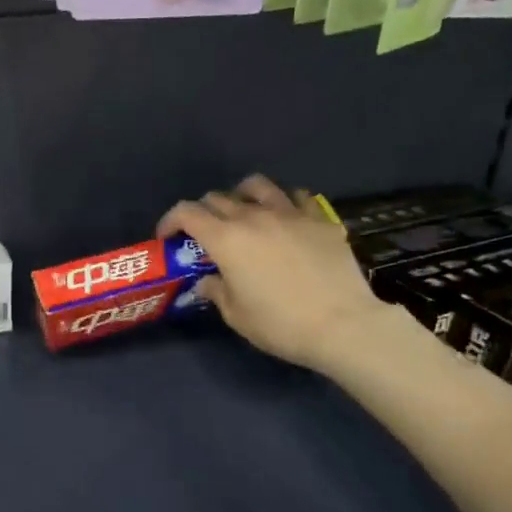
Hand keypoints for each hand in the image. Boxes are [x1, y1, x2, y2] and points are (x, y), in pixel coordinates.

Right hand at [158, 175, 391, 373]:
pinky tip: (286, 218)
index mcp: (226, 239)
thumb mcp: (237, 315)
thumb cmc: (280, 325)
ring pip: (257, 186)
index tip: (168, 237)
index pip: (186, 213)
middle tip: (205, 234)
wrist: (343, 325)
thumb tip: (208, 281)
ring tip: (244, 211)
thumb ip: (217, 291)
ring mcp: (290, 214)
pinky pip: (297, 197)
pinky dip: (285, 203)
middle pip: (218, 198)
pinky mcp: (321, 220)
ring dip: (242, 195)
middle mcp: (254, 217)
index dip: (171, 220)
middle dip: (203, 212)